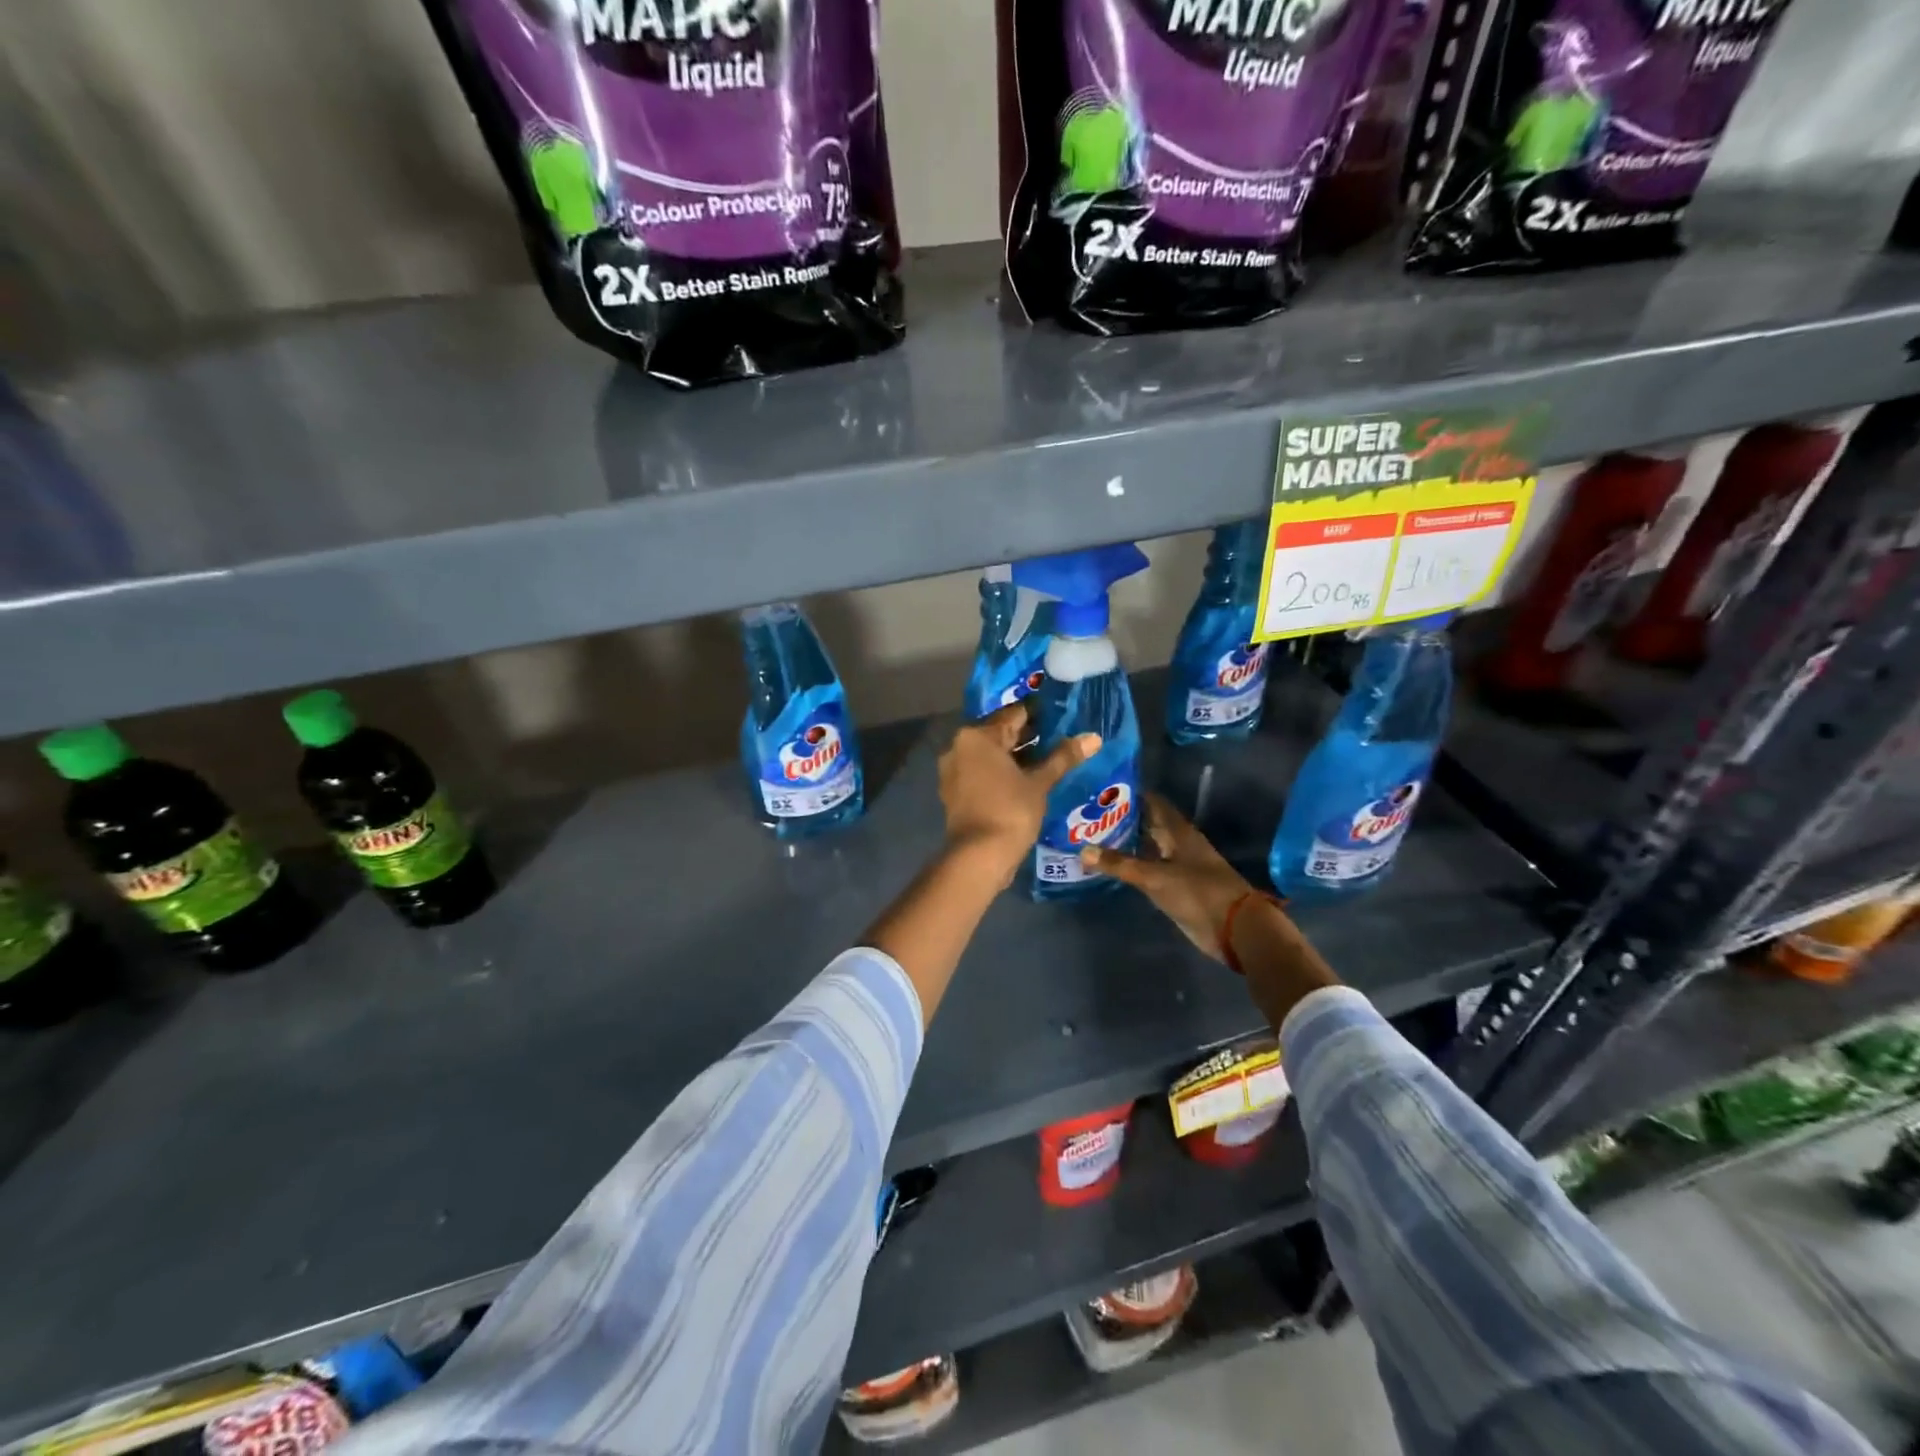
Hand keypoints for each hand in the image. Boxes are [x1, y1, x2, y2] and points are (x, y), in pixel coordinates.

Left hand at [938, 703, 1098, 885]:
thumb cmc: (1010, 811)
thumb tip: (1094, 738)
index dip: (1038, 715)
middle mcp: (959, 747)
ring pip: (990, 755)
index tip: (1060, 715)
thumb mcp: (1039, 783)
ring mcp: (953, 771)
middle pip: (998, 734)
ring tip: (1048, 759)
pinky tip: (1026, 780)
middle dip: (1027, 737)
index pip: (1012, 715)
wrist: (979, 857)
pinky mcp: (955, 793)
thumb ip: (1063, 757)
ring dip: (1015, 757)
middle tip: (1059, 737)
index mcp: (976, 736)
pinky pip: (982, 773)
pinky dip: (1002, 773)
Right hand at [1078, 793, 1257, 961]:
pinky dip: (1131, 866)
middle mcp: (1177, 843)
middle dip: (1121, 819)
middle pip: (1147, 824)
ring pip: (1147, 847)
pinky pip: (1148, 870)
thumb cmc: (1198, 892)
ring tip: (1091, 837)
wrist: (1234, 928)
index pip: (1151, 802)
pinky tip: (1110, 866)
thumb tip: (1082, 850)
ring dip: (1124, 843)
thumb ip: (1120, 864)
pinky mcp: (1175, 887)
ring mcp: (1177, 865)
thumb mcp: (1155, 876)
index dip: (1129, 794)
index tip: (1100, 790)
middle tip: (1088, 814)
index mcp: (1178, 831)